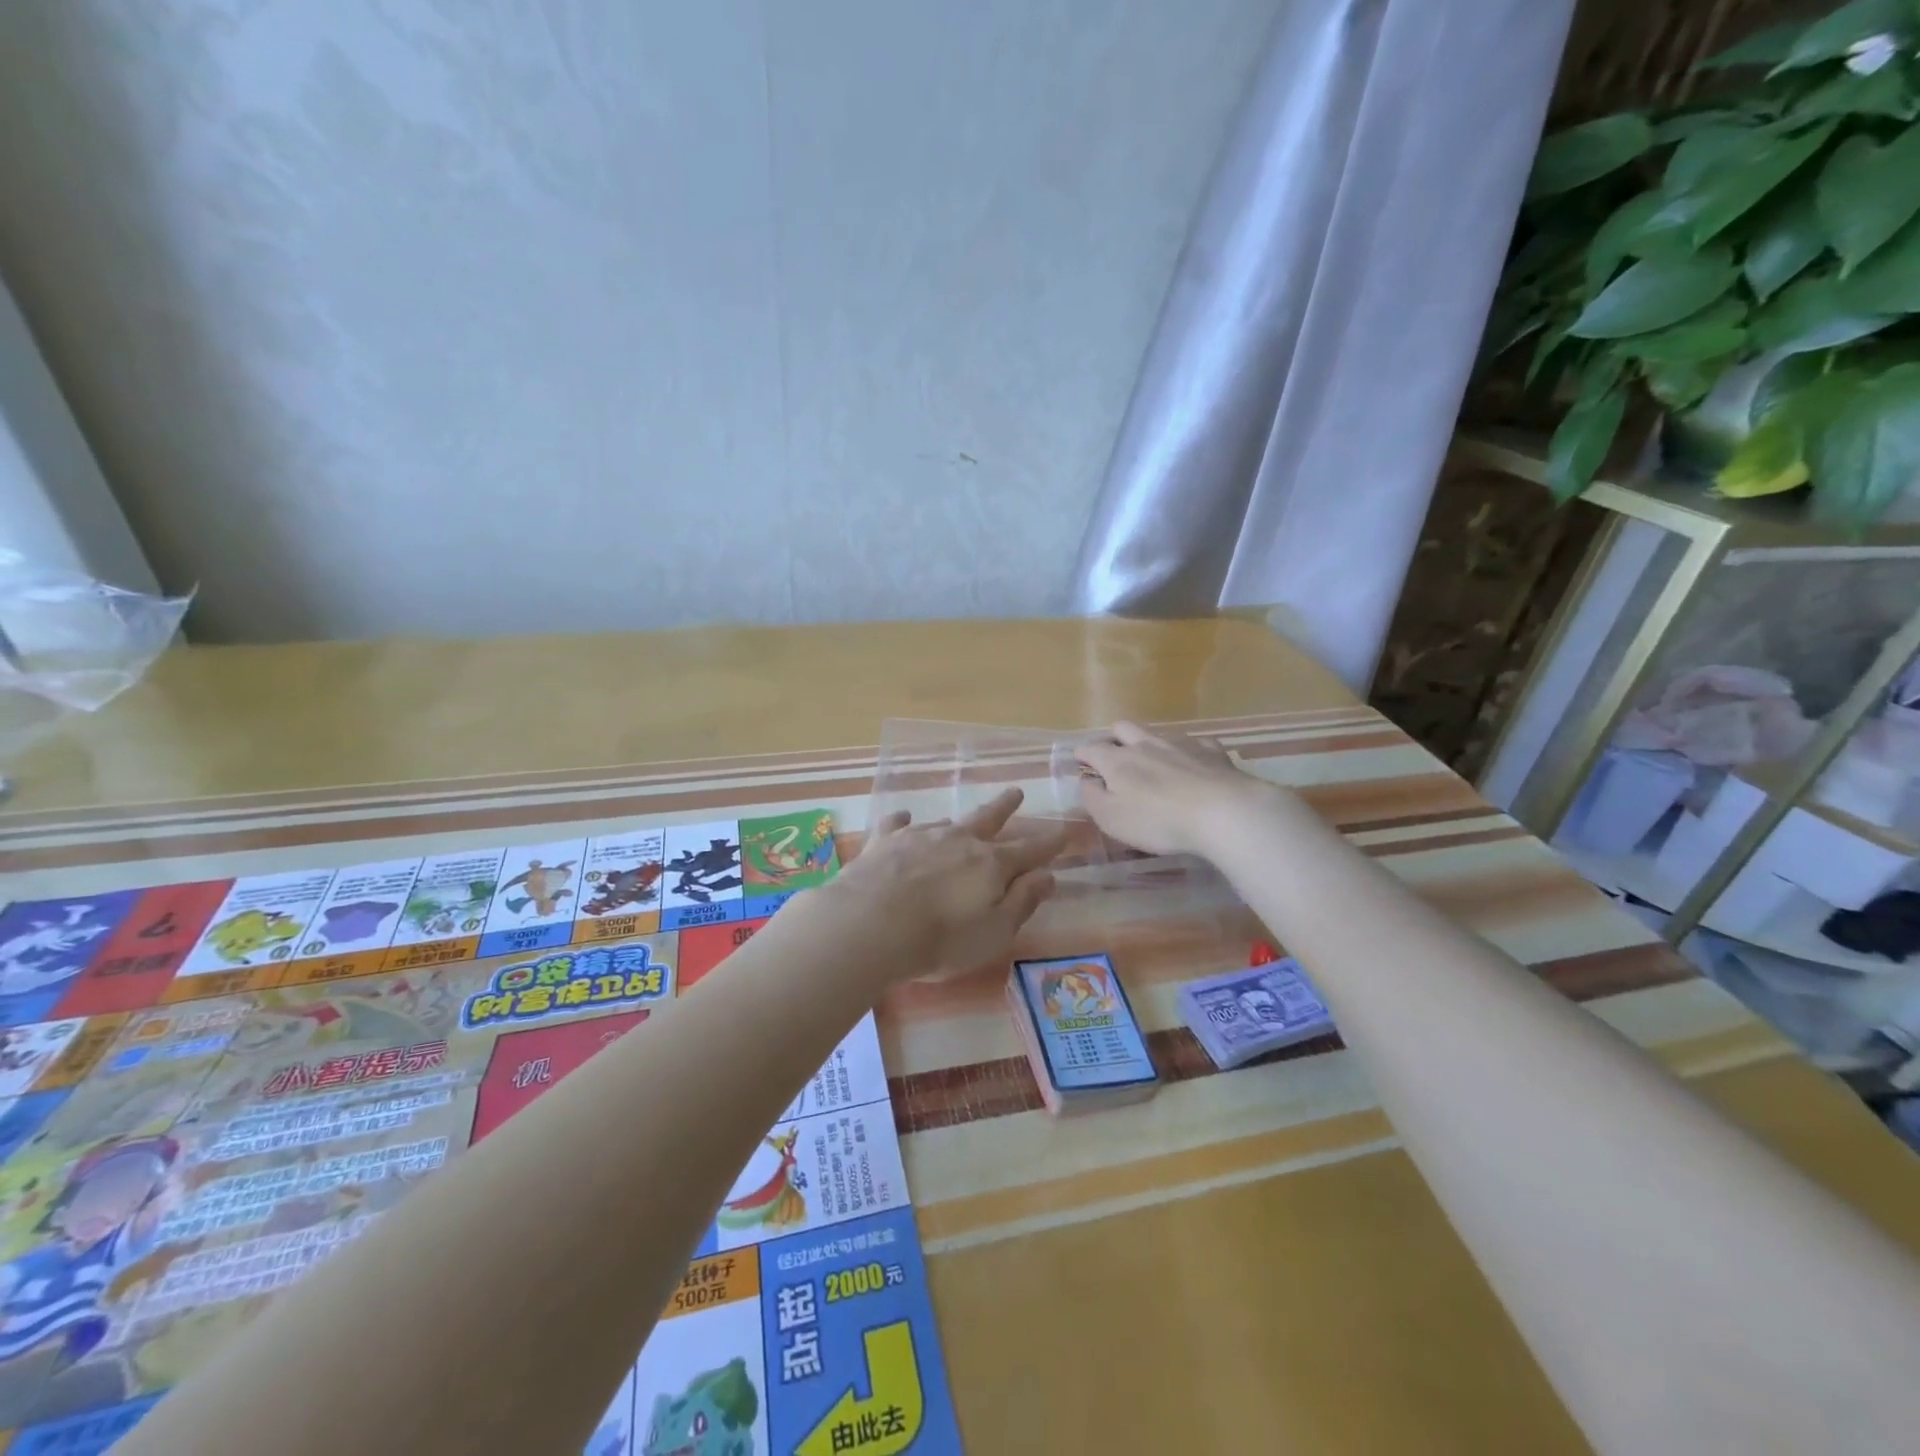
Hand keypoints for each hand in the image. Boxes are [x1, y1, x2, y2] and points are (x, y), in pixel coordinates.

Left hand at [820, 788, 1067, 979]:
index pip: (1030, 850)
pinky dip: (903, 821)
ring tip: (958, 823)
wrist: (870, 924)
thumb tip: (1048, 876)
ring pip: (945, 823)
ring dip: (956, 823)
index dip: (1050, 843)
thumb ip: (1021, 902)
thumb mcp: (994, 932)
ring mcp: (920, 836)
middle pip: (988, 819)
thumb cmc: (940, 939)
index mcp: (991, 865)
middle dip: (1005, 807)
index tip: (1066, 830)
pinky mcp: (884, 841)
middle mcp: (959, 841)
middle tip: (1016, 792)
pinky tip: (902, 819)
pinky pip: (897, 823)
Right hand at [1074, 722, 1280, 855]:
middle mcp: (1145, 744)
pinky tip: (1193, 765)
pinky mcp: (1211, 751)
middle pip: (1123, 728)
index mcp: (1117, 761)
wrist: (1222, 812)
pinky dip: (1187, 752)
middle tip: (1115, 758)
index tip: (1079, 761)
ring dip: (1149, 743)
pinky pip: (1194, 743)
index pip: (1090, 749)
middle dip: (1114, 738)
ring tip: (1153, 762)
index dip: (1082, 755)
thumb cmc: (1158, 820)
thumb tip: (1087, 781)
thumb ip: (1093, 798)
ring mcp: (1180, 744)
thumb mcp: (1112, 819)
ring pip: (1157, 733)